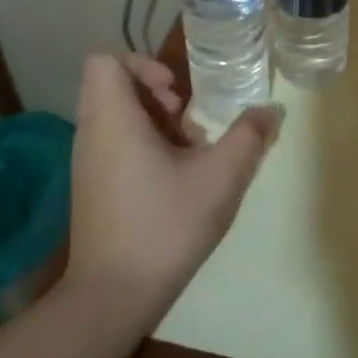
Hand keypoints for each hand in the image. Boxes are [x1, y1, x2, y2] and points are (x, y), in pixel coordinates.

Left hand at [64, 54, 282, 336]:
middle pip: (111, 86)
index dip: (142, 63)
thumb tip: (272, 110)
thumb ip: (249, 137)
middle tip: (186, 119)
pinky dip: (140, 145)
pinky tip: (172, 179)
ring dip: (152, 121)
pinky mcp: (89, 188)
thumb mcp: (220, 178)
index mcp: (113, 119)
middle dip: (154, 93)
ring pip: (113, 116)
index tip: (175, 92)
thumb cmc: (165, 226)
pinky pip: (111, 143)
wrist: (113, 296)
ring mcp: (85, 162)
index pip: (105, 61)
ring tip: (187, 151)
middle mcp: (91, 133)